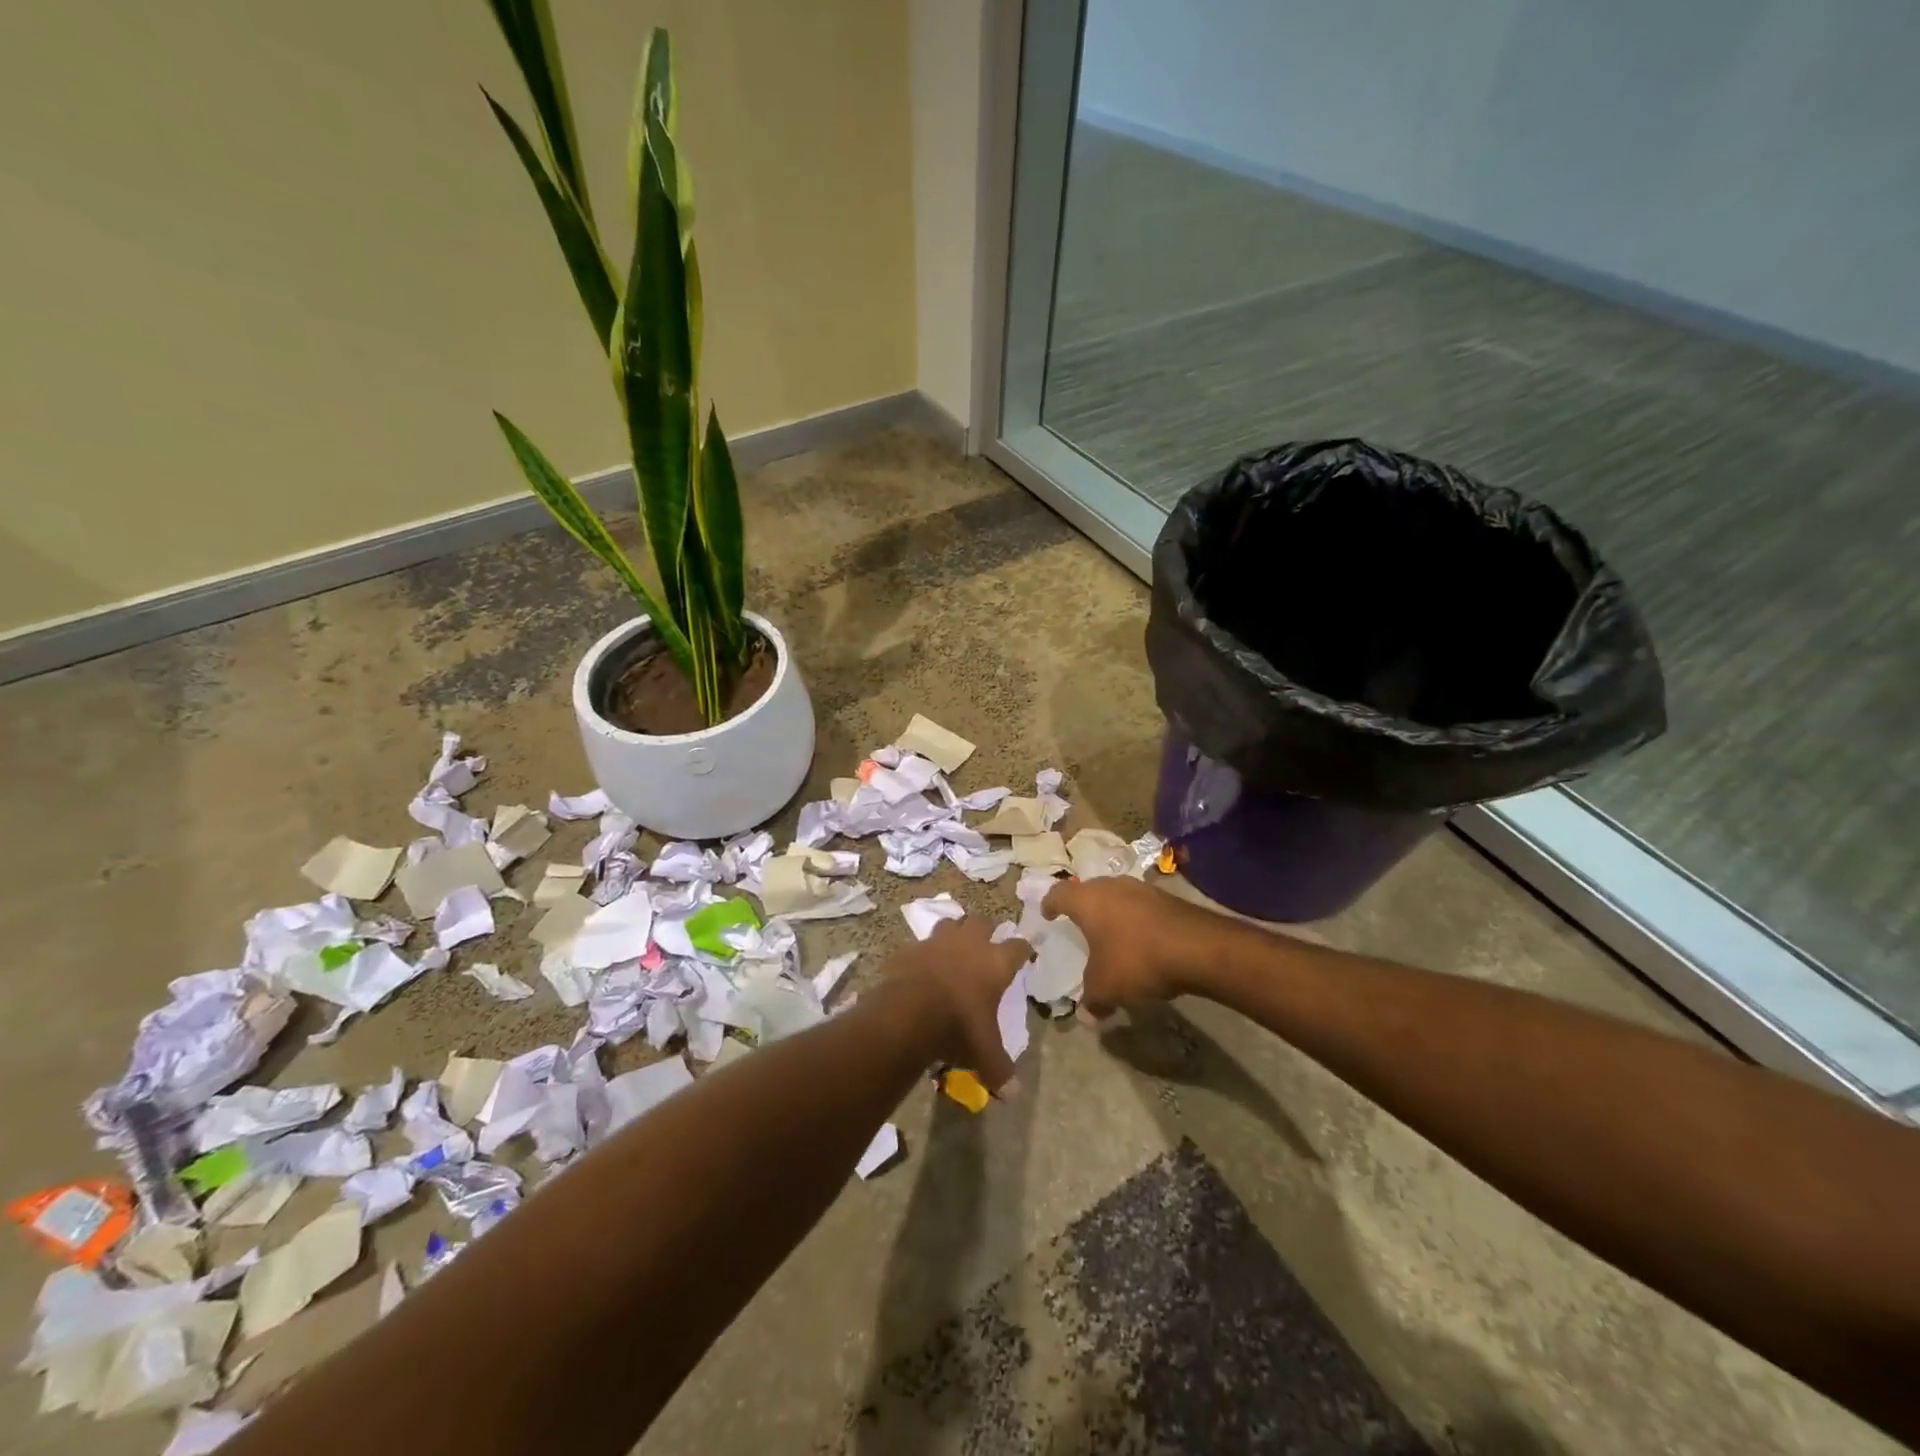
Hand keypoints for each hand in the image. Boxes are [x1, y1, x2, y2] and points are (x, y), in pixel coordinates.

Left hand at [884, 918, 1029, 1089]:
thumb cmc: (957, 1027)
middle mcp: (969, 943)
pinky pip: (921, 944)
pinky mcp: (911, 948)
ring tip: (954, 946)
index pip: (1018, 947)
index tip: (1025, 954)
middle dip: (987, 929)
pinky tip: (922, 965)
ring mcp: (937, 942)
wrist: (907, 1013)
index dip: (1023, 950)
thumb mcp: (983, 1054)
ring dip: (955, 932)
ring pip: (951, 923)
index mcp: (995, 963)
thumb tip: (1014, 1094)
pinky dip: (924, 952)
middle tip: (987, 942)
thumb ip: (1000, 1069)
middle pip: (983, 922)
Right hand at [1043, 877, 1212, 1016]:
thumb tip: (1086, 1014)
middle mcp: (1111, 886)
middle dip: (1082, 907)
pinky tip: (1140, 940)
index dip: (1050, 905)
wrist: (1198, 948)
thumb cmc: (1137, 960)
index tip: (1047, 915)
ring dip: (1111, 912)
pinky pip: (1140, 906)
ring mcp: (1141, 888)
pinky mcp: (1166, 898)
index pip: (1058, 895)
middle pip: (1088, 891)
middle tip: (1078, 925)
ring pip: (1116, 896)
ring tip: (1110, 934)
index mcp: (1087, 900)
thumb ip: (1091, 1000)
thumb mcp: (1106, 987)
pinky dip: (1134, 920)